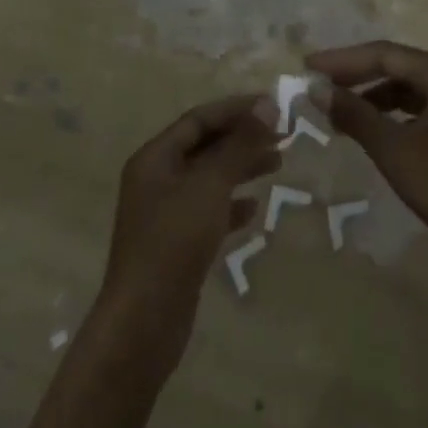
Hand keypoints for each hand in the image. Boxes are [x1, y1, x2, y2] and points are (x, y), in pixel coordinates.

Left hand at [95, 94, 280, 374]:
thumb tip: (268, 105)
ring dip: (241, 167)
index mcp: (155, 158)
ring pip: (209, 178)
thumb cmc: (174, 241)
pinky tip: (254, 207)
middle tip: (283, 134)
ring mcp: (164, 213)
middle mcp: (156, 179)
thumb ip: (240, 144)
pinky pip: (208, 210)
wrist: (144, 322)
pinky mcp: (176, 244)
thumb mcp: (210, 185)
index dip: (236, 109)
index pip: (199, 119)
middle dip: (242, 137)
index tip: (273, 105)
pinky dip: (231, 204)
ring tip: (278, 162)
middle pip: (204, 146)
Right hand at [309, 41, 427, 269]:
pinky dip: (390, 113)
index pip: (382, 54)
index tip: (307, 67)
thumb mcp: (395, 149)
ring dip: (371, 97)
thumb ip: (355, 115)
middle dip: (354, 76)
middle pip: (394, 65)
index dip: (342, 60)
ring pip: (405, 87)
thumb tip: (318, 89)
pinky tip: (370, 130)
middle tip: (317, 86)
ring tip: (337, 112)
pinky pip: (417, 106)